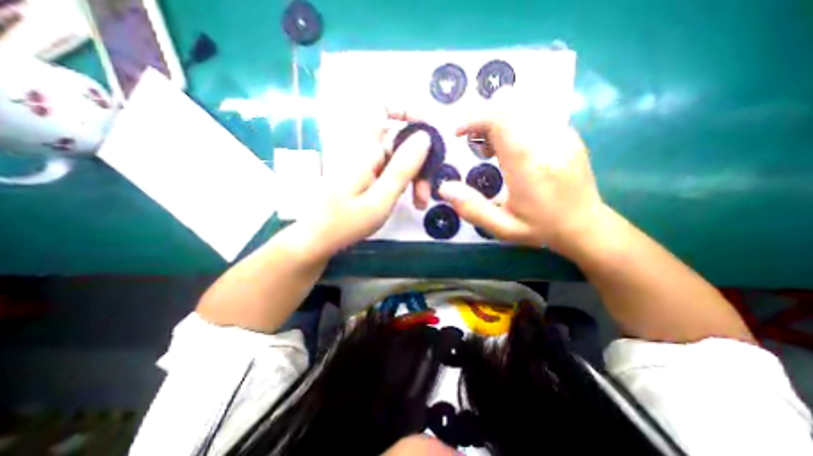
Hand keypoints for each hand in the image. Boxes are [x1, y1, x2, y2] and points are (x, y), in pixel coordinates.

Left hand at [295, 123, 430, 257]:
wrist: (316, 240)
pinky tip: (410, 200)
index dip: (408, 112)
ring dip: (414, 175)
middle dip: (419, 160)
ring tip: (420, 202)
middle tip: (427, 190)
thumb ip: (402, 168)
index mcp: (364, 150)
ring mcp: (364, 163)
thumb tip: (424, 137)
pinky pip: (391, 169)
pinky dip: (404, 182)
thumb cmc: (345, 224)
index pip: (383, 109)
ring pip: (398, 157)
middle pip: (399, 140)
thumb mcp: (379, 200)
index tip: (429, 132)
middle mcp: (363, 150)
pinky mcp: (365, 175)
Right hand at [439, 86, 602, 250]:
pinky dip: (513, 122)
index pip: (500, 119)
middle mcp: (547, 140)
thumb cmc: (541, 228)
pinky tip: (511, 149)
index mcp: (529, 164)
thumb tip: (445, 187)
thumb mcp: (502, 228)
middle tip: (475, 144)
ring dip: (498, 119)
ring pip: (522, 104)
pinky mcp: (566, 132)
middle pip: (510, 104)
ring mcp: (561, 132)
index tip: (458, 132)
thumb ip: (472, 208)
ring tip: (492, 149)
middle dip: (484, 117)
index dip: (474, 118)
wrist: (585, 224)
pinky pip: (534, 112)